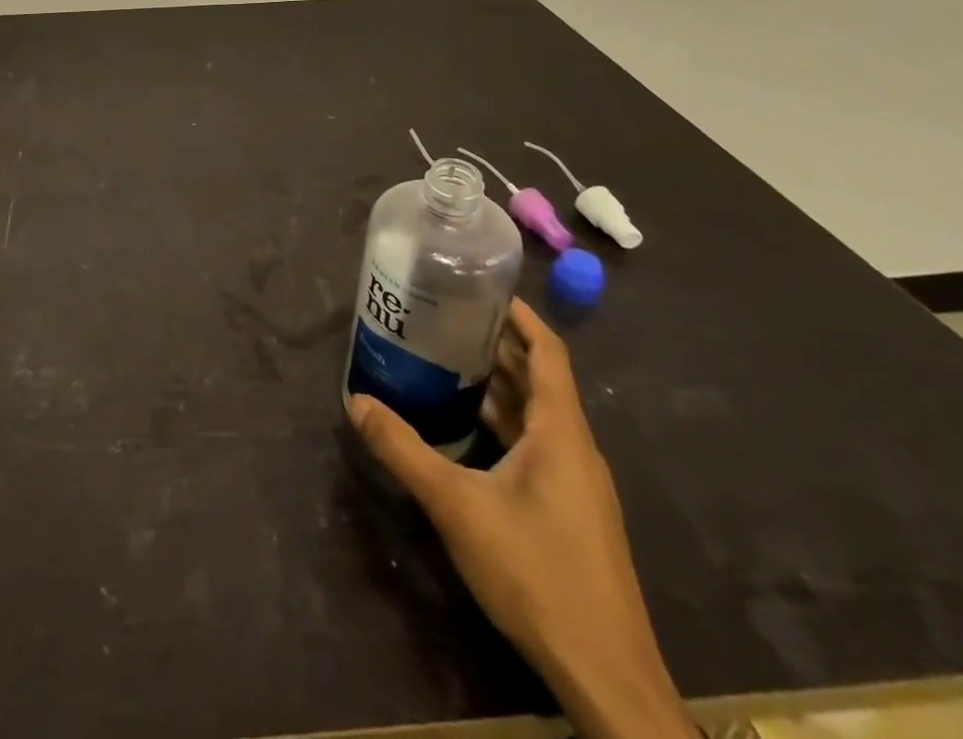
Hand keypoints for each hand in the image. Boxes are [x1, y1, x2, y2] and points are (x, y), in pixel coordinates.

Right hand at [348, 300, 691, 738]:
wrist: (606, 676)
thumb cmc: (537, 573)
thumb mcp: (457, 506)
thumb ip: (404, 450)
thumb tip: (355, 402)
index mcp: (561, 432)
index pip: (548, 351)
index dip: (520, 315)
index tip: (481, 286)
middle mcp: (574, 447)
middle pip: (538, 378)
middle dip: (496, 344)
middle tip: (444, 316)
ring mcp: (575, 483)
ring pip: (535, 415)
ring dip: (497, 385)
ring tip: (445, 361)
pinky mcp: (570, 512)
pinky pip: (535, 446)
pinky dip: (502, 424)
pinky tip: (465, 430)